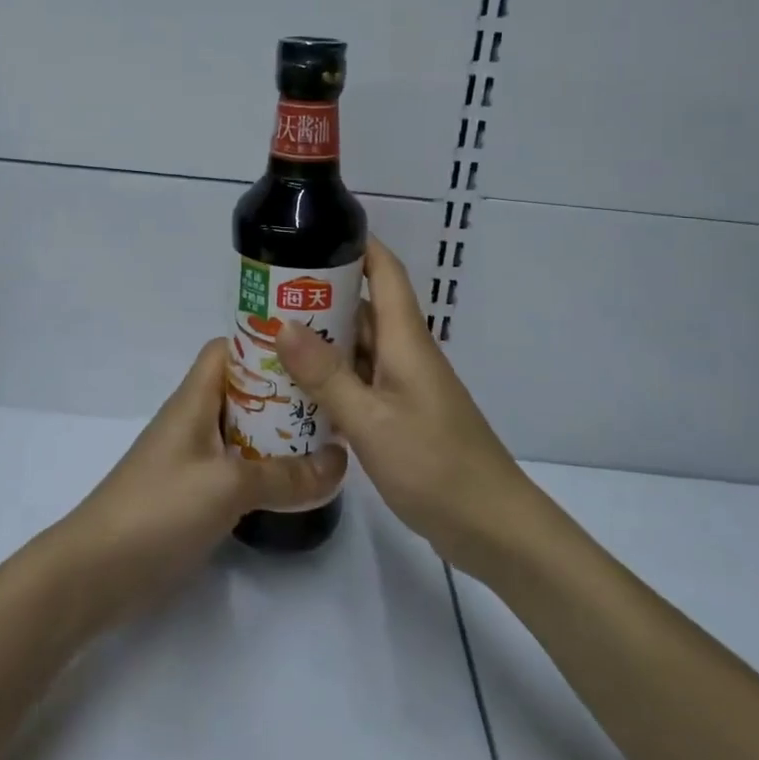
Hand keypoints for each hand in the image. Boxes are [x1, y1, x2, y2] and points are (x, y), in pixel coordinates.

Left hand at [58, 338, 347, 628]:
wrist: (95, 574)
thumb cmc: (158, 510)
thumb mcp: (228, 486)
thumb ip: (286, 476)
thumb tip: (341, 462)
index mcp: (194, 400)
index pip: (228, 350)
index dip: (264, 343)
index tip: (311, 350)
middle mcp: (194, 421)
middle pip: (243, 390)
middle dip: (284, 391)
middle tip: (333, 398)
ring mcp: (193, 459)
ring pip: (243, 431)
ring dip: (279, 434)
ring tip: (328, 437)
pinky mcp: (194, 494)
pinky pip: (238, 468)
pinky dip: (266, 469)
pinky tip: (297, 482)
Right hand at [277, 237, 531, 574]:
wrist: (492, 527)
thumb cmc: (434, 464)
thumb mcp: (370, 420)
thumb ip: (326, 374)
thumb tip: (283, 323)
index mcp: (405, 340)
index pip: (385, 272)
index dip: (356, 244)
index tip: (312, 232)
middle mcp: (406, 354)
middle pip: (364, 308)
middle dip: (319, 295)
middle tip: (267, 294)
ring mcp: (405, 386)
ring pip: (359, 347)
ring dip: (322, 340)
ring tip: (271, 337)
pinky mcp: (402, 415)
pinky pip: (361, 381)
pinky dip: (332, 378)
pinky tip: (298, 390)